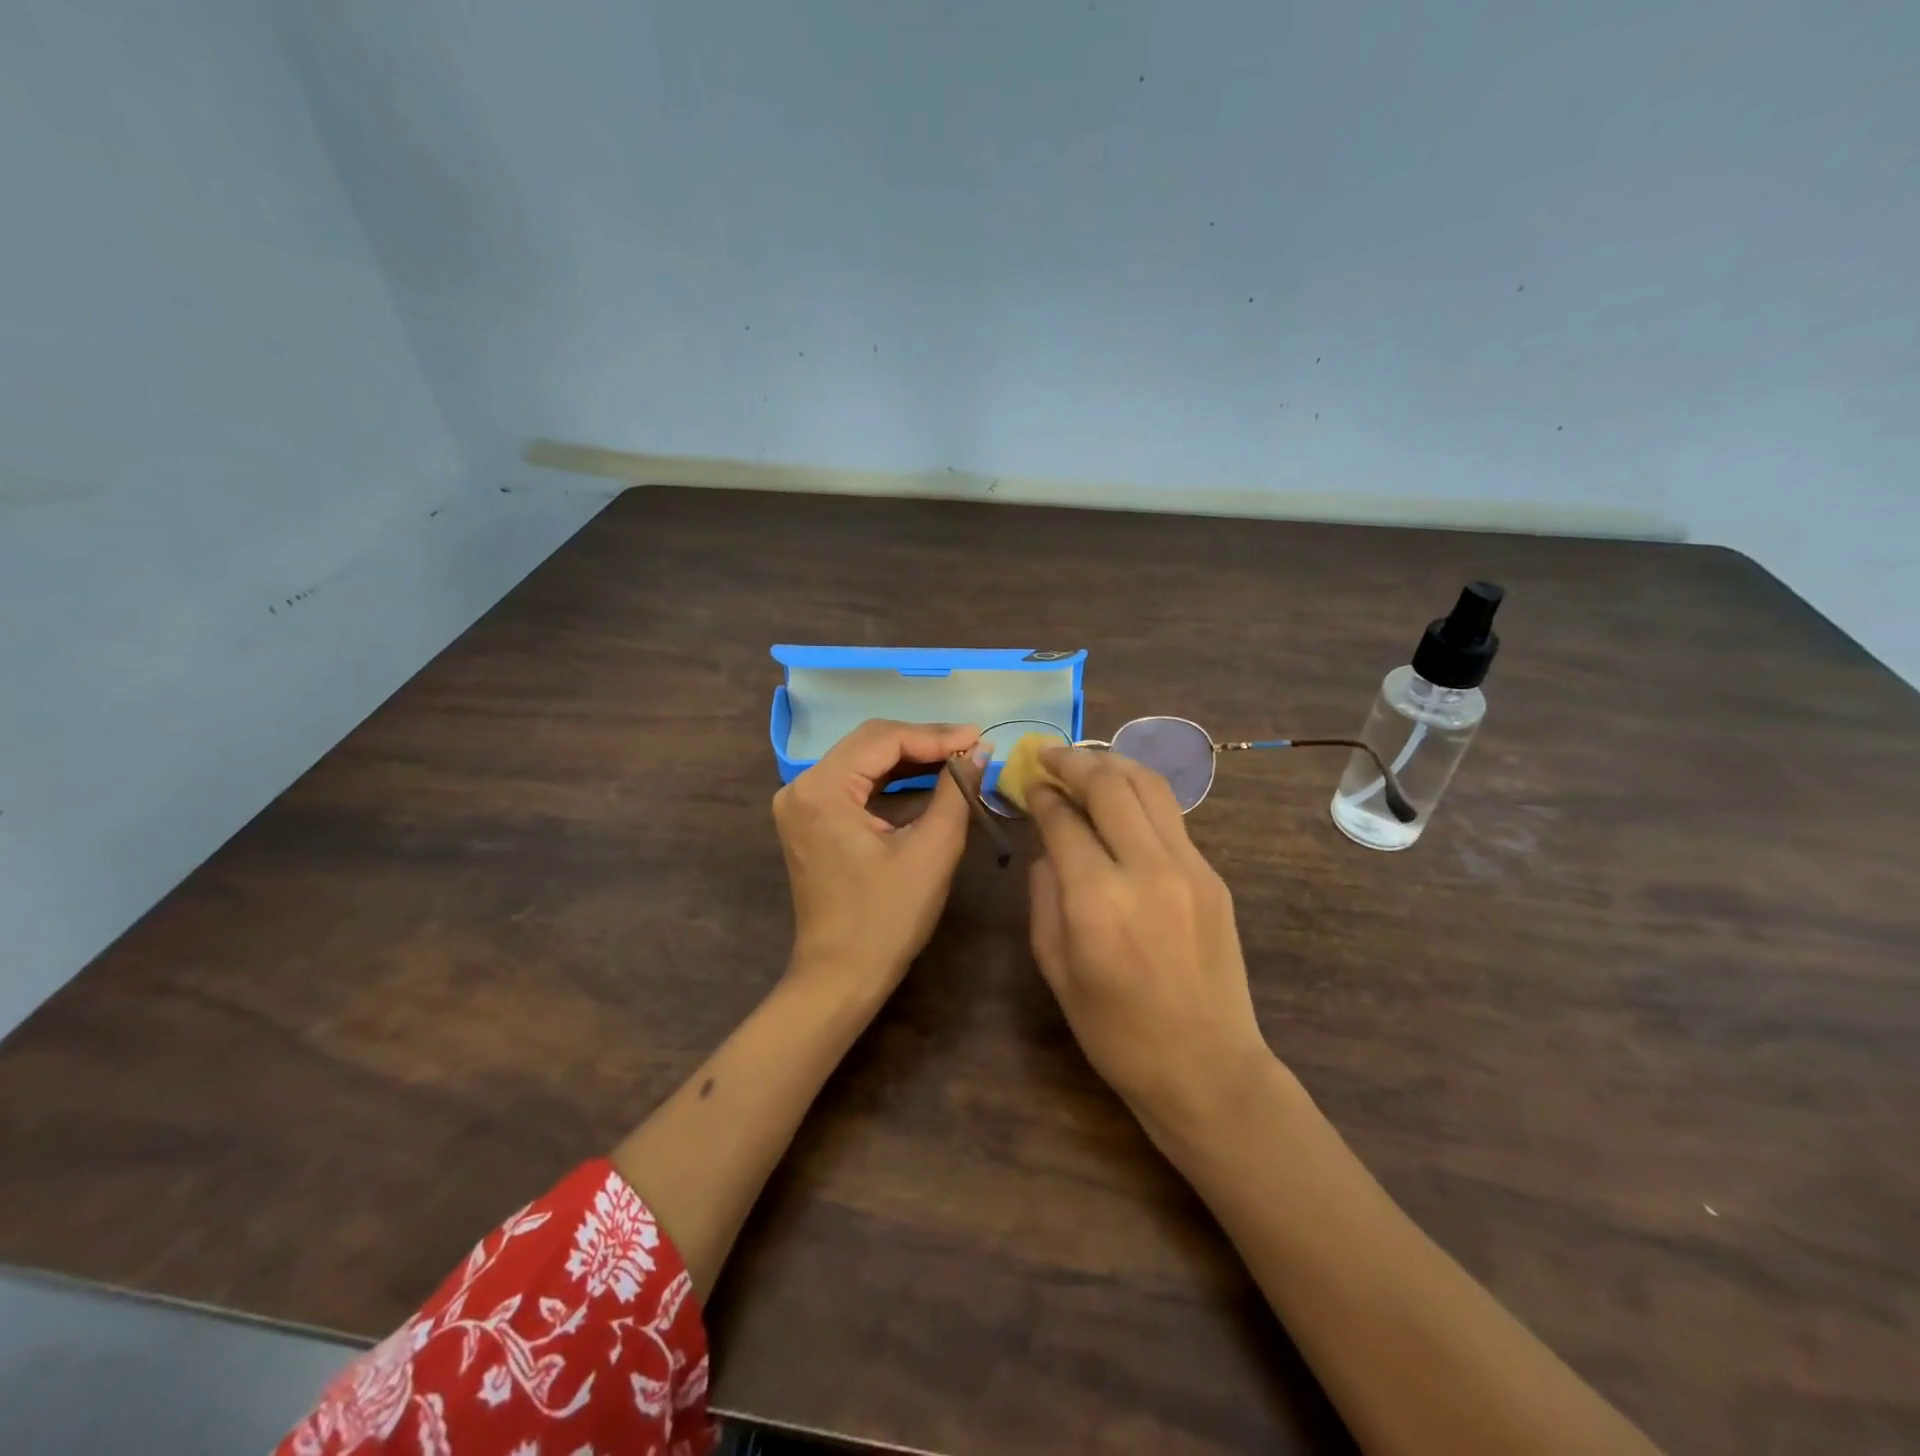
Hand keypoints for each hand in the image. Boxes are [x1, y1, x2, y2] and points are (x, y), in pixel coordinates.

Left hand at [773, 718, 985, 996]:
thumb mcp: (932, 850)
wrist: (840, 976)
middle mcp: (801, 786)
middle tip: (971, 745)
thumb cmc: (887, 918)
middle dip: (923, 742)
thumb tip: (979, 751)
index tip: (979, 736)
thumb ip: (956, 792)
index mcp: (822, 789)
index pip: (884, 739)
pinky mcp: (809, 818)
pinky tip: (927, 779)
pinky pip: (854, 783)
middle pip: (869, 743)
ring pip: (862, 760)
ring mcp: (800, 802)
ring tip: (958, 758)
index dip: (936, 735)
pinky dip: (891, 780)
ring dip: (909, 758)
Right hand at [1026, 747, 1276, 1137]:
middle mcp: (1146, 868)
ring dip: (1112, 764)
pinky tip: (1121, 802)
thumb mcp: (1055, 967)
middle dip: (1072, 761)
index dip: (1040, 794)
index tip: (1027, 783)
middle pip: (1109, 784)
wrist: (1206, 1066)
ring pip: (1149, 786)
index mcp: (1097, 899)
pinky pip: (1171, 816)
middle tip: (1048, 756)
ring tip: (1085, 763)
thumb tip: (1049, 847)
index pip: (1063, 819)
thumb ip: (1044, 895)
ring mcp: (1189, 867)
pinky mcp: (1213, 875)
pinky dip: (1139, 795)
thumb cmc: (1115, 1031)